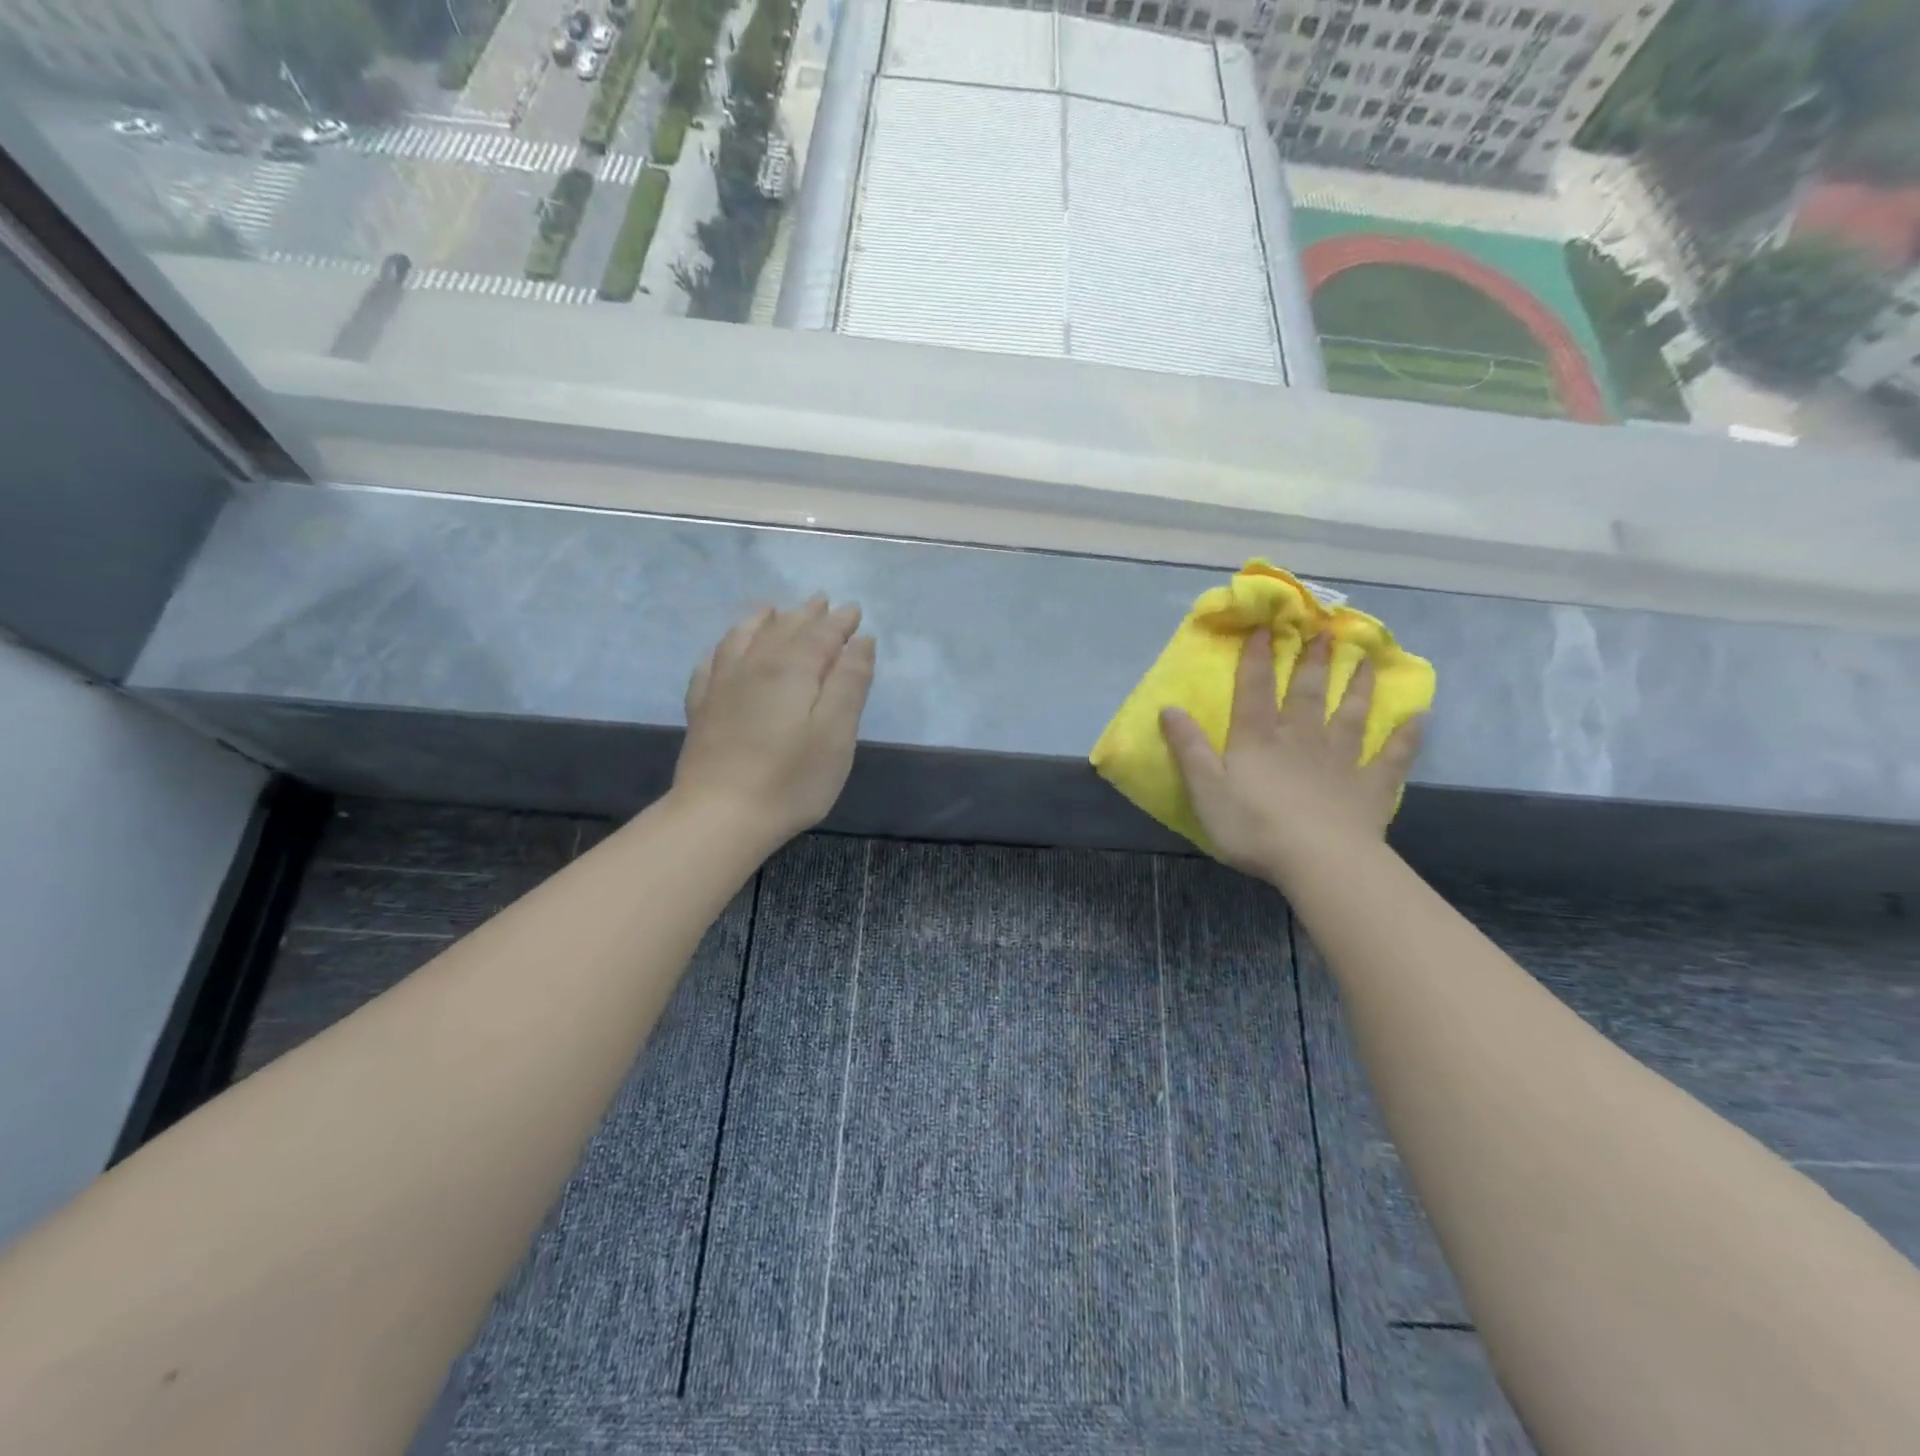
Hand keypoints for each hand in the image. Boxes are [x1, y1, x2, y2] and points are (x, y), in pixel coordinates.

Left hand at [674, 597, 875, 845]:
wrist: (720, 815)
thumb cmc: (791, 779)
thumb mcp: (836, 734)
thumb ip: (849, 683)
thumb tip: (861, 641)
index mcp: (792, 670)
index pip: (821, 635)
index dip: (840, 622)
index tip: (854, 610)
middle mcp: (755, 666)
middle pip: (784, 629)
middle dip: (807, 614)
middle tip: (822, 601)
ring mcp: (722, 685)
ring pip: (744, 637)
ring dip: (764, 620)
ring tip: (774, 609)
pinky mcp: (702, 707)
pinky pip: (712, 662)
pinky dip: (725, 646)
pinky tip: (726, 648)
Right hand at [1160, 629, 1423, 882]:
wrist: (1319, 861)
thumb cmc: (1254, 827)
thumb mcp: (1206, 790)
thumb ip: (1189, 749)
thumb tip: (1168, 708)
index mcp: (1258, 741)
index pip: (1254, 691)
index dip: (1257, 659)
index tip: (1265, 627)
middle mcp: (1300, 740)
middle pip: (1306, 694)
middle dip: (1312, 662)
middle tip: (1324, 631)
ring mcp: (1340, 761)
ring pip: (1349, 715)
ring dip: (1357, 686)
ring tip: (1365, 659)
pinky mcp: (1370, 787)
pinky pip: (1392, 757)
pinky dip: (1406, 736)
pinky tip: (1419, 717)